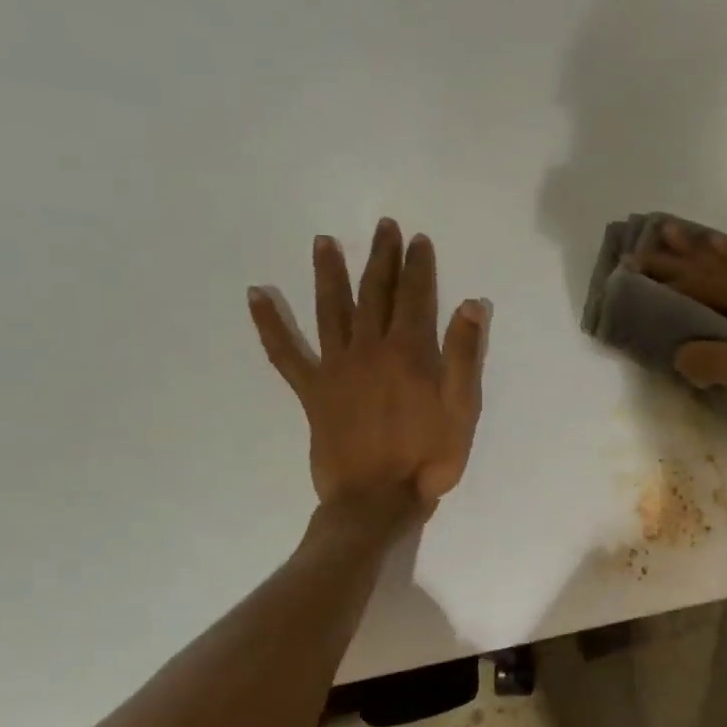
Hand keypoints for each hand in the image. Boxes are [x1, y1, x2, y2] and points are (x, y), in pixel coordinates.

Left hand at [249, 218, 489, 516]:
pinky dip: (268, 325)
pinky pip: (285, 353)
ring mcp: (335, 368)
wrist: (377, 499)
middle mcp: (368, 349)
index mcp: (408, 353)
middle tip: (382, 227)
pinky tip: (255, 296)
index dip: (418, 266)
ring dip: (328, 273)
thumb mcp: (462, 410)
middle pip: (374, 293)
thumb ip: (464, 356)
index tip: (418, 240)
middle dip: (380, 257)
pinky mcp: (312, 391)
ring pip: (330, 310)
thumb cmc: (428, 458)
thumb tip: (471, 305)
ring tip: (323, 241)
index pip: (414, 297)